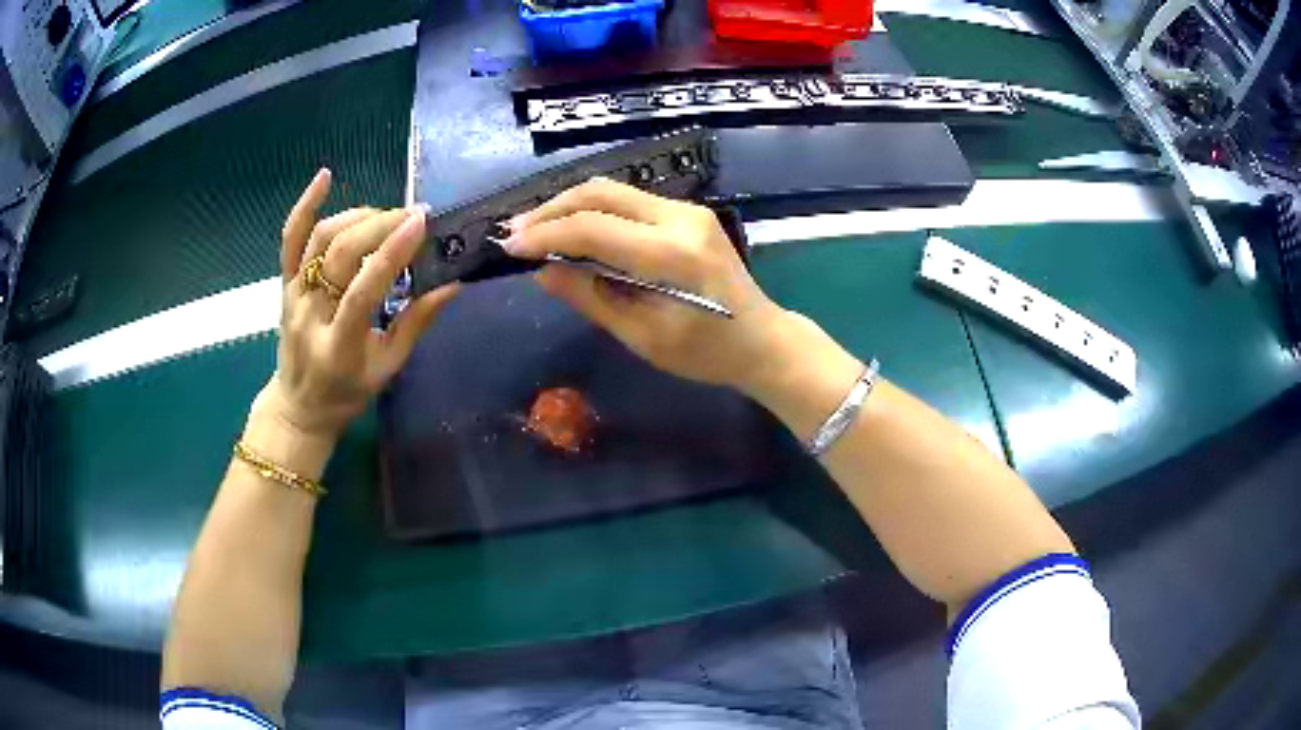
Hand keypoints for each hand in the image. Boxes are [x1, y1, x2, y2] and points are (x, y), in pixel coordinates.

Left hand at [253, 169, 458, 449]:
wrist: (299, 406)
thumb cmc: (347, 393)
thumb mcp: (387, 368)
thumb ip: (416, 324)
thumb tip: (453, 284)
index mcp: (339, 346)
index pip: (363, 291)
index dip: (391, 254)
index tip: (420, 223)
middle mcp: (309, 315)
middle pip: (339, 254)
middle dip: (379, 226)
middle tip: (412, 216)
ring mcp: (292, 295)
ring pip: (319, 239)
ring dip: (356, 217)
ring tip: (385, 216)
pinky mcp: (284, 283)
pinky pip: (290, 239)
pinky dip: (305, 205)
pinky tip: (325, 177)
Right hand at [504, 178, 787, 389]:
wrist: (763, 339)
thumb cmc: (706, 353)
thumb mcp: (643, 336)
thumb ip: (591, 297)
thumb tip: (542, 271)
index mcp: (671, 254)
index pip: (593, 228)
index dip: (546, 235)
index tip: (509, 247)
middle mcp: (680, 218)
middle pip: (601, 193)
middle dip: (551, 209)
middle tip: (515, 231)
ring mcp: (687, 210)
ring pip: (613, 190)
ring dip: (569, 206)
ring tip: (534, 228)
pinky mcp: (687, 213)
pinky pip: (629, 201)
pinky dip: (594, 211)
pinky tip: (573, 229)